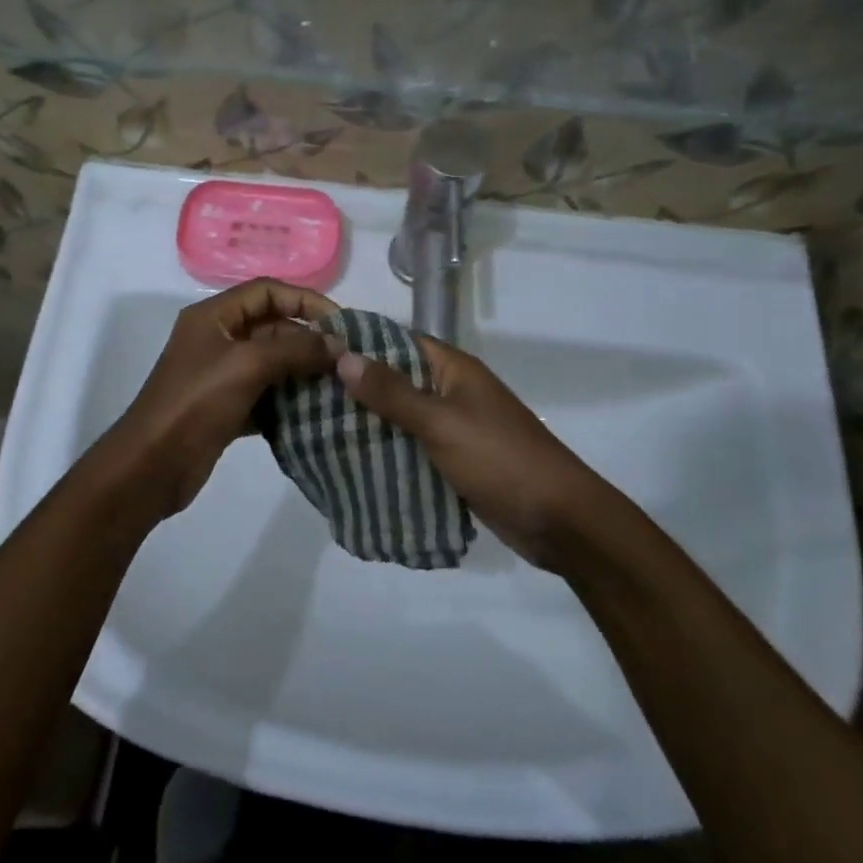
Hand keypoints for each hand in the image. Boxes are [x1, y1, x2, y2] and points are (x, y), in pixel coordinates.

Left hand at [100, 278, 339, 520]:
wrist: (151, 465)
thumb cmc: (195, 403)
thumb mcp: (246, 365)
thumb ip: (295, 349)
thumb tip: (339, 345)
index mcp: (213, 317)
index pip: (266, 292)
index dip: (305, 301)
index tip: (341, 324)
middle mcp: (216, 340)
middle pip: (271, 327)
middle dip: (308, 340)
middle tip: (346, 361)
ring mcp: (220, 376)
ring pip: (271, 363)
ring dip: (303, 373)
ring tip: (339, 387)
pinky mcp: (225, 408)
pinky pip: (265, 395)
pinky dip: (288, 402)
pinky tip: (315, 415)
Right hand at [336, 337, 627, 570]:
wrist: (559, 521)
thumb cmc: (500, 460)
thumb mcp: (441, 423)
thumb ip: (392, 393)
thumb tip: (343, 356)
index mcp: (453, 370)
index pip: (397, 341)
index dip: (358, 343)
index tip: (313, 350)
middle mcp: (451, 392)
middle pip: (395, 380)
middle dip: (355, 388)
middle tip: (303, 395)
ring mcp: (453, 428)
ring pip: (400, 417)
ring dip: (367, 423)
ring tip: (315, 427)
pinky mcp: (453, 461)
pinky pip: (411, 448)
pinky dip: (386, 452)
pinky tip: (350, 461)